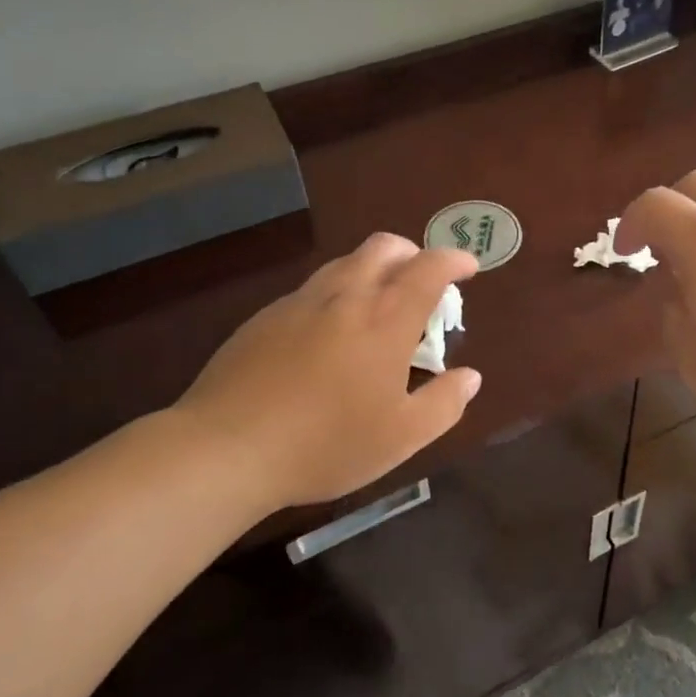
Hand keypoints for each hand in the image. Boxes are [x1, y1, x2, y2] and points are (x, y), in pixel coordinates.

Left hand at [170, 234, 480, 513]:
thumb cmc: (326, 444)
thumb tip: (469, 377)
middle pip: (384, 247)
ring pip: (345, 263)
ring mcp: (299, 303)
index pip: (428, 268)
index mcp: (385, 320)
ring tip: (377, 308)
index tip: (468, 268)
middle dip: (412, 253)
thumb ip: (444, 404)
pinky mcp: (265, 318)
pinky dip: (336, 294)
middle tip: (422, 282)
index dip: (453, 260)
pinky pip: (312, 290)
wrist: (226, 449)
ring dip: (372, 270)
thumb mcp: (401, 437)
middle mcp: (345, 297)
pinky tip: (327, 336)